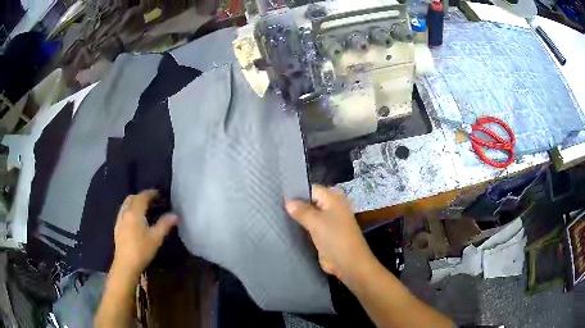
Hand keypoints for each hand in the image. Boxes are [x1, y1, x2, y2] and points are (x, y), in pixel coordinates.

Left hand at [112, 190, 177, 278]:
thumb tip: (175, 215)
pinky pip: (123, 212)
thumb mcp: (156, 238)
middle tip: (152, 201)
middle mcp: (125, 212)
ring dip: (134, 203)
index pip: (142, 196)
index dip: (151, 193)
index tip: (159, 194)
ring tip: (143, 210)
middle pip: (132, 198)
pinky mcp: (117, 227)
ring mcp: (119, 219)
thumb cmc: (142, 249)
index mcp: (135, 212)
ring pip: (126, 204)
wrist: (125, 264)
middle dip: (141, 197)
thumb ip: (165, 224)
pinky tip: (135, 220)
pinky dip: (130, 210)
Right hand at [285, 185, 375, 283]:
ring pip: (309, 215)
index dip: (296, 192)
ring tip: (276, 215)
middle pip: (310, 202)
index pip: (311, 189)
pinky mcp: (324, 235)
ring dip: (297, 217)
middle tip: (274, 205)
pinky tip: (285, 227)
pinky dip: (301, 227)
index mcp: (333, 198)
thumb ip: (301, 210)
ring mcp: (328, 222)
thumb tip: (287, 200)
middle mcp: (331, 207)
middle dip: (295, 205)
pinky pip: (310, 227)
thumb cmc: (334, 238)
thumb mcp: (316, 221)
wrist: (348, 263)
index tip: (278, 195)